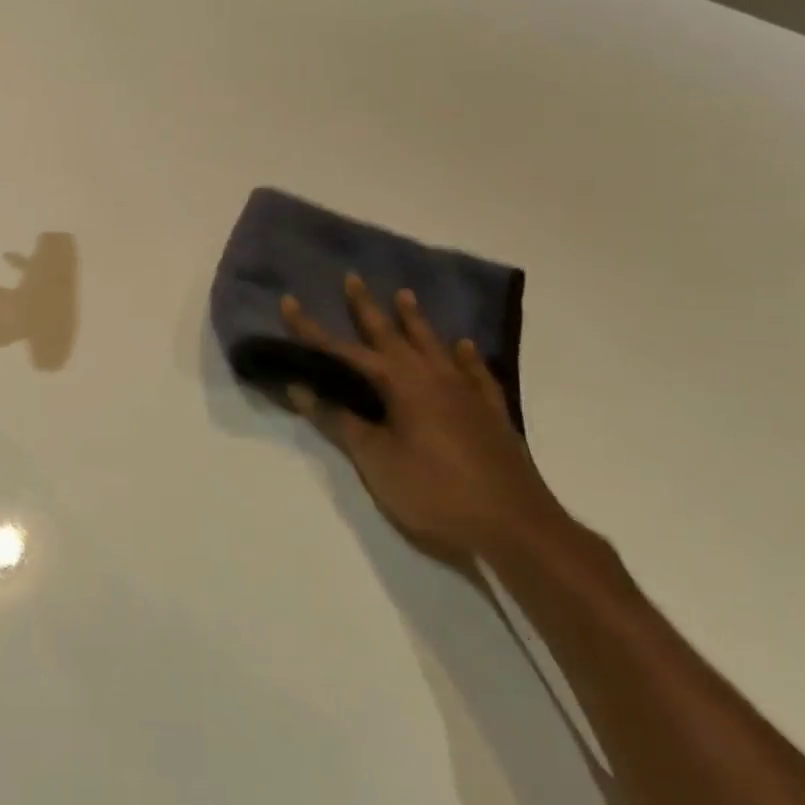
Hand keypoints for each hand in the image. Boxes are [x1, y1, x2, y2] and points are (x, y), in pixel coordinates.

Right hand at [281, 275, 569, 564]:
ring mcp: (466, 392)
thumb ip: (339, 421)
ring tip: (404, 294)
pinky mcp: (490, 412)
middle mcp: (432, 376)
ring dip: (415, 320)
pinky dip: (465, 356)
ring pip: (433, 345)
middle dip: (367, 308)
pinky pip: (475, 372)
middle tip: (353, 278)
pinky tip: (464, 346)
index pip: (343, 350)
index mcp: (400, 384)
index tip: (289, 302)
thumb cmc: (434, 492)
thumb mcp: (376, 460)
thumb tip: (300, 387)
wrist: (515, 526)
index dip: (312, 330)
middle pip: (391, 334)